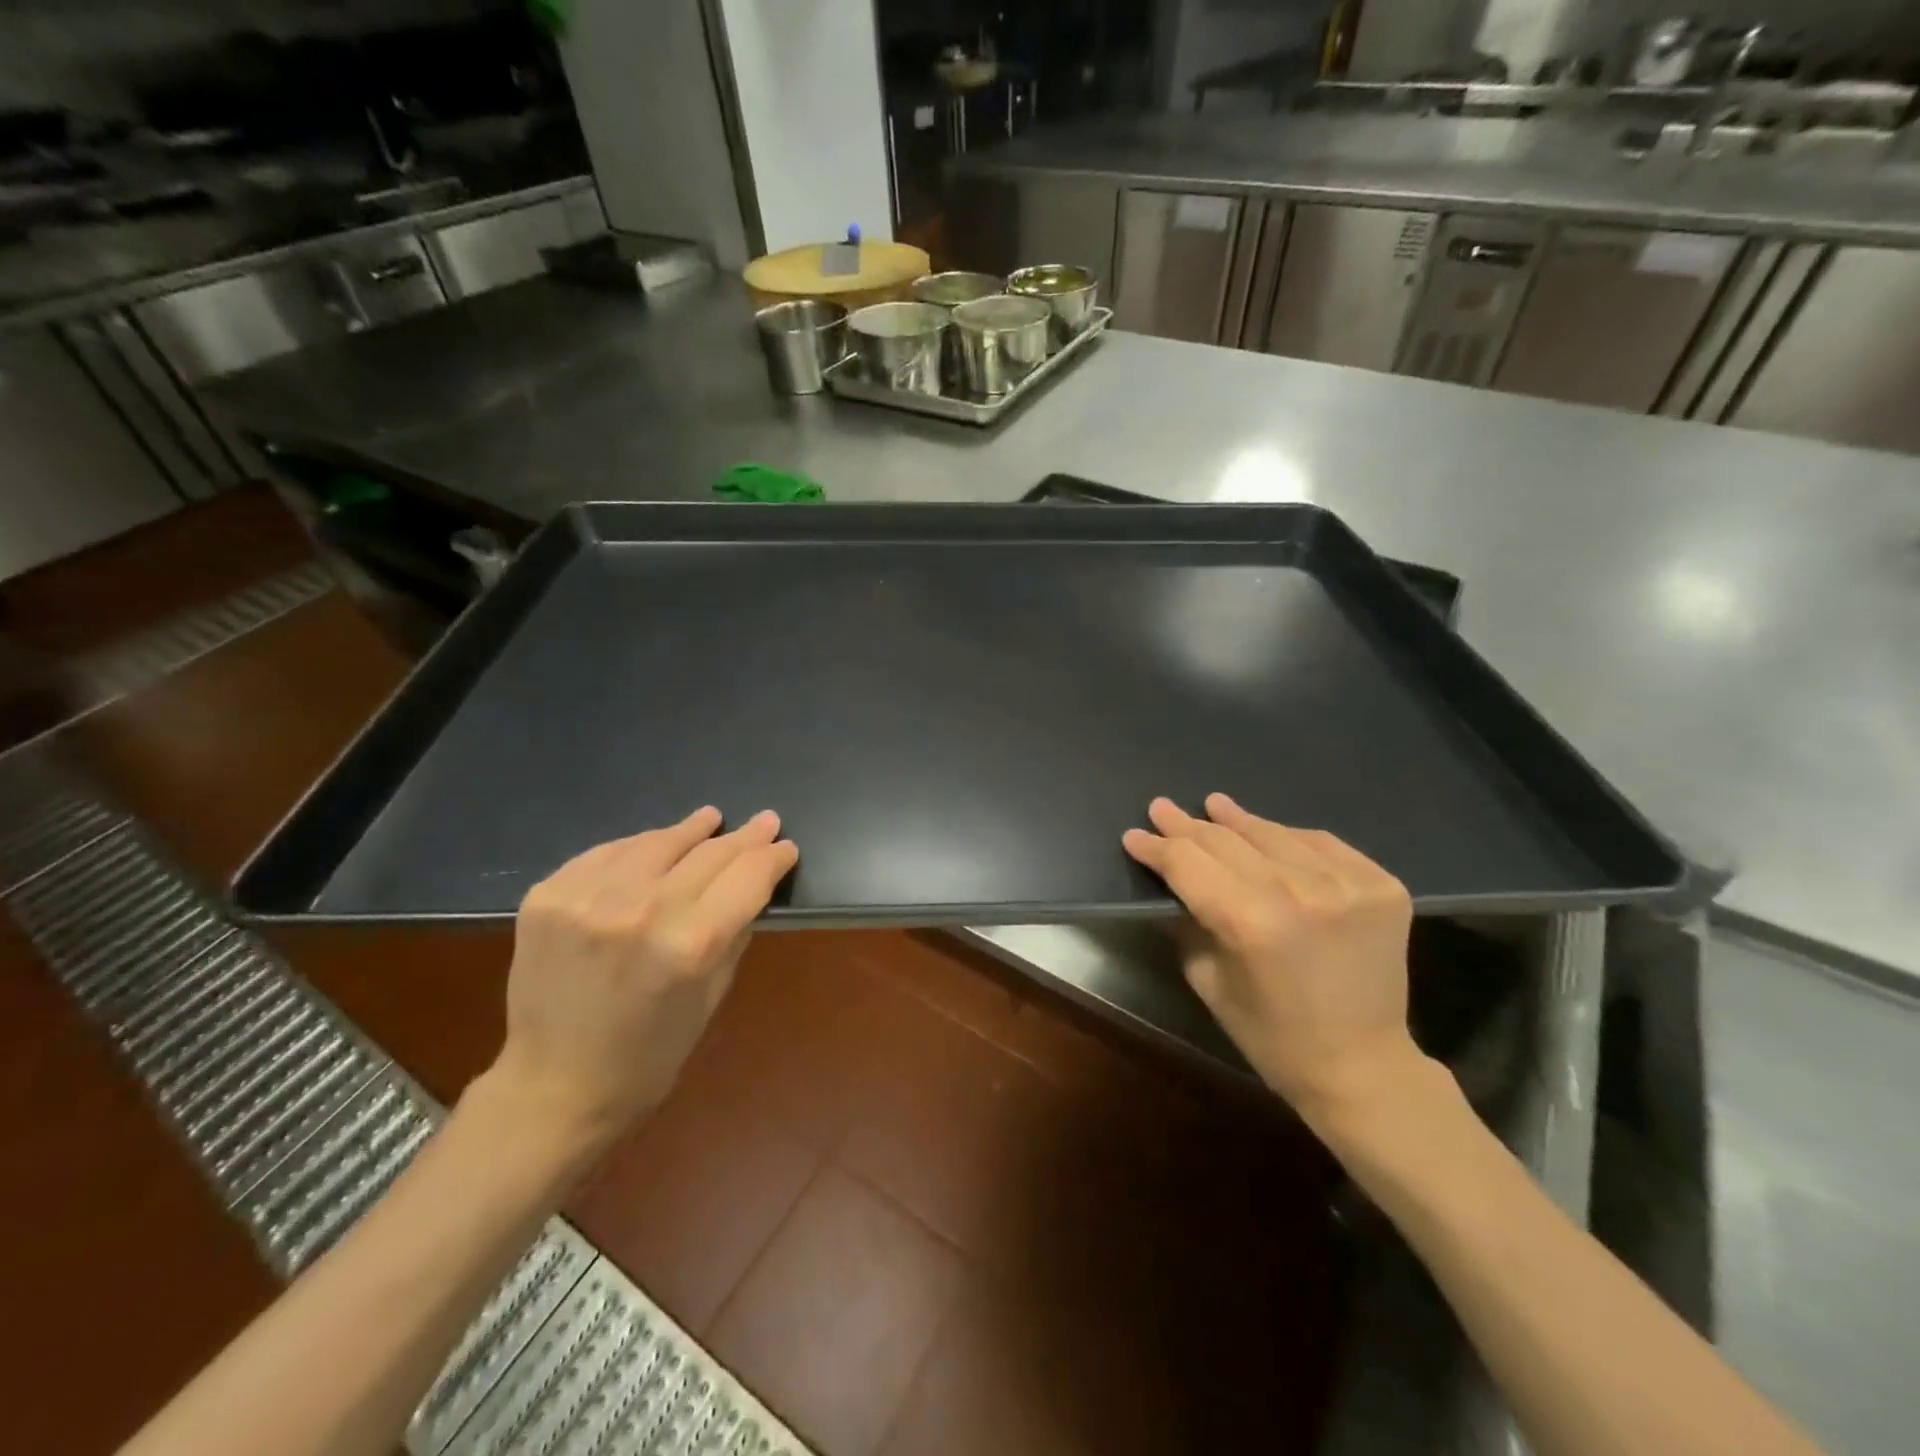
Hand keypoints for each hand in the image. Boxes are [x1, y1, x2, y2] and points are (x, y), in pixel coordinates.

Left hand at [487, 806, 797, 1142]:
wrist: (551, 1087)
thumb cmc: (649, 1056)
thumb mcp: (712, 996)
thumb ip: (733, 933)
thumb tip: (751, 886)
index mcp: (692, 943)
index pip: (748, 876)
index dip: (773, 856)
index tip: (785, 846)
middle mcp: (643, 909)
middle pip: (710, 853)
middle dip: (744, 837)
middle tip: (765, 821)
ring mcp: (589, 897)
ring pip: (657, 842)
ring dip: (690, 831)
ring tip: (709, 820)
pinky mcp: (549, 895)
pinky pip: (608, 853)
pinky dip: (637, 848)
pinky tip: (652, 846)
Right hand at [1122, 793, 1423, 1123]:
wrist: (1364, 1066)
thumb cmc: (1273, 1036)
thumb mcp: (1209, 982)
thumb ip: (1188, 922)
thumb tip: (1172, 880)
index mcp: (1249, 922)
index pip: (1187, 864)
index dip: (1156, 847)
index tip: (1134, 835)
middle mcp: (1298, 891)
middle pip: (1225, 841)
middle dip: (1185, 826)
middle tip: (1161, 808)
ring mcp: (1345, 883)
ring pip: (1272, 833)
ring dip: (1236, 820)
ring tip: (1212, 805)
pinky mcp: (1379, 883)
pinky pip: (1319, 843)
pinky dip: (1287, 837)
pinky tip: (1267, 833)